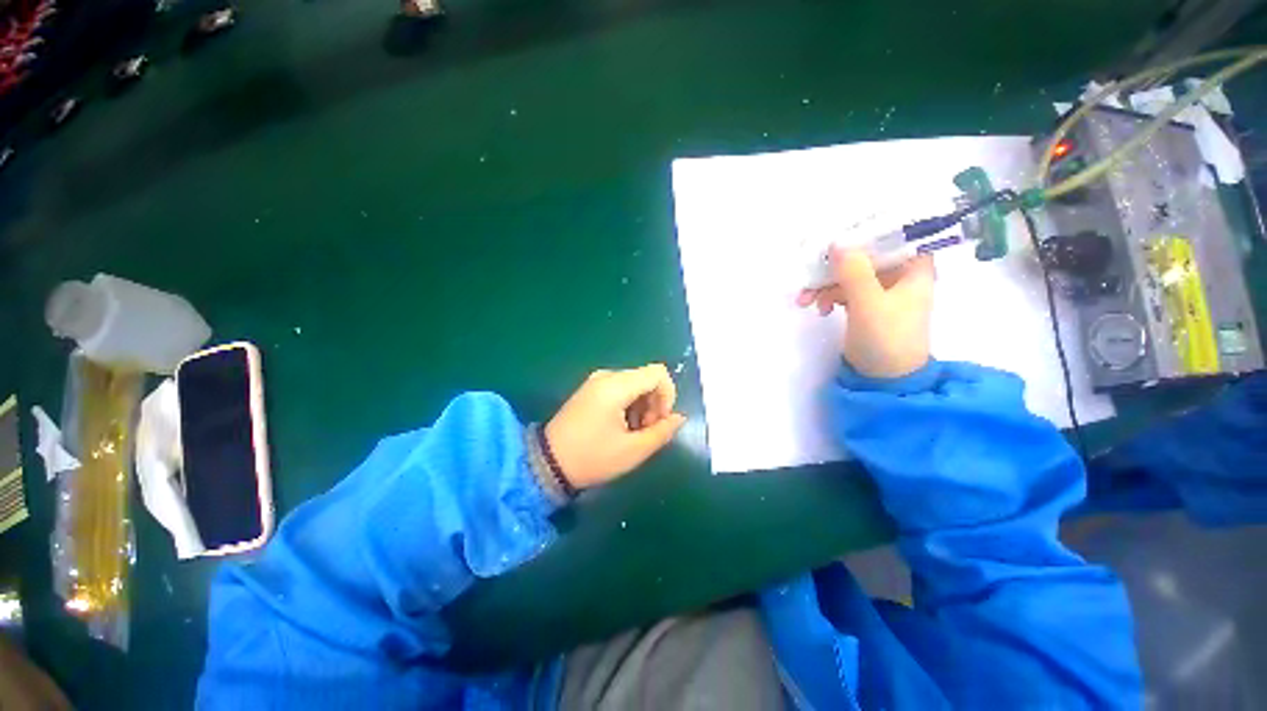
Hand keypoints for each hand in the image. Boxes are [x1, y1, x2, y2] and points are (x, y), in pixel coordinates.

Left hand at [545, 364, 686, 488]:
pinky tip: (620, 427)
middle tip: (646, 432)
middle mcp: (606, 376)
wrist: (547, 464)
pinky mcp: (591, 389)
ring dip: (643, 406)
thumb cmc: (592, 458)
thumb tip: (679, 417)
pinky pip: (621, 388)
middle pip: (647, 378)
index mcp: (616, 386)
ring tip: (632, 433)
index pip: (658, 373)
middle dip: (655, 404)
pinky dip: (629, 405)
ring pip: (636, 384)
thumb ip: (662, 431)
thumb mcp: (633, 450)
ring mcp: (597, 381)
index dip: (668, 396)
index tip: (660, 421)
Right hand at [796, 246, 934, 378]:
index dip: (866, 231)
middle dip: (833, 266)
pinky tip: (818, 309)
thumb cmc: (886, 338)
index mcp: (913, 268)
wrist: (884, 378)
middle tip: (809, 273)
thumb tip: (836, 243)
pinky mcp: (865, 305)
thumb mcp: (869, 303)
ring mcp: (881, 291)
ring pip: (849, 274)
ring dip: (825, 284)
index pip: (893, 236)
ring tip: (805, 301)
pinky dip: (828, 296)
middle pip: (863, 256)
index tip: (837, 233)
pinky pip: (843, 291)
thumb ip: (853, 272)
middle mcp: (899, 275)